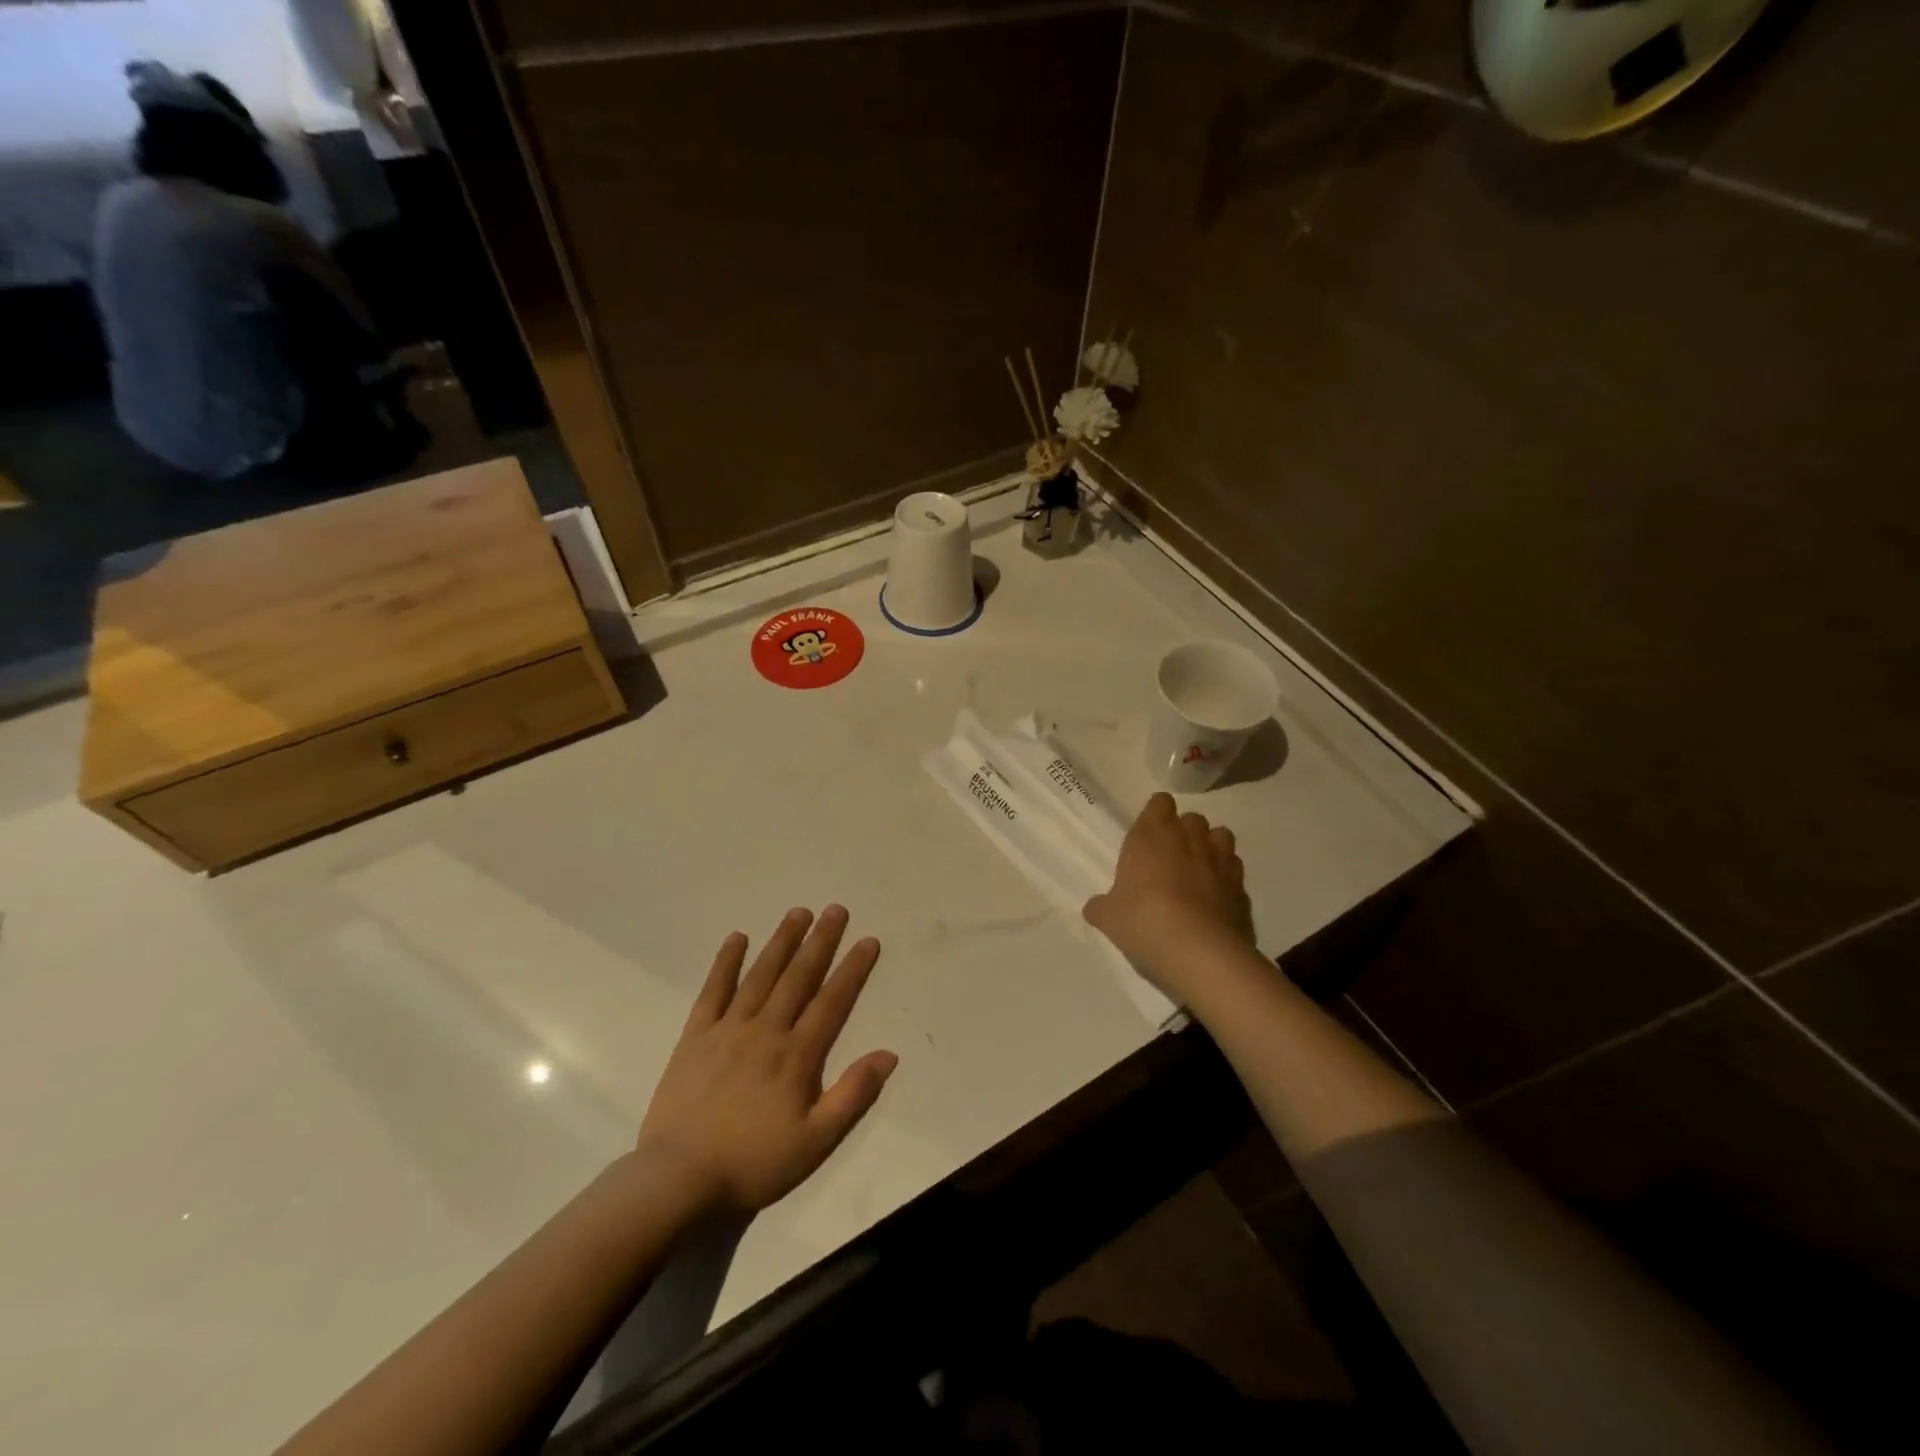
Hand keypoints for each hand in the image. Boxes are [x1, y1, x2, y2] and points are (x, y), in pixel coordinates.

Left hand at [636, 906, 896, 1216]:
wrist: (679, 1181)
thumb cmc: (753, 1163)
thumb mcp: (815, 1141)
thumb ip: (852, 1095)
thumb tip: (888, 1054)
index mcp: (796, 1056)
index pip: (832, 1002)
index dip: (852, 969)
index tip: (867, 940)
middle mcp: (766, 1031)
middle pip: (798, 978)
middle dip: (819, 941)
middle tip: (835, 909)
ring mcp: (728, 1029)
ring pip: (761, 976)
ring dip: (781, 942)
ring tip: (798, 913)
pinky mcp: (695, 1036)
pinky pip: (713, 991)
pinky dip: (725, 963)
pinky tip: (737, 938)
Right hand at [1084, 793, 1255, 993]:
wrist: (1200, 952)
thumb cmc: (1144, 921)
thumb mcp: (1110, 917)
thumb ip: (1102, 907)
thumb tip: (1094, 907)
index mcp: (1152, 836)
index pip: (1160, 803)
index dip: (1157, 814)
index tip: (1150, 833)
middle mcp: (1189, 839)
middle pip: (1193, 818)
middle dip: (1185, 832)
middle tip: (1171, 856)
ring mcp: (1220, 862)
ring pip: (1221, 837)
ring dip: (1211, 848)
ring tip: (1199, 871)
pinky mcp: (1242, 888)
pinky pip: (1235, 872)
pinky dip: (1227, 880)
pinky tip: (1216, 900)